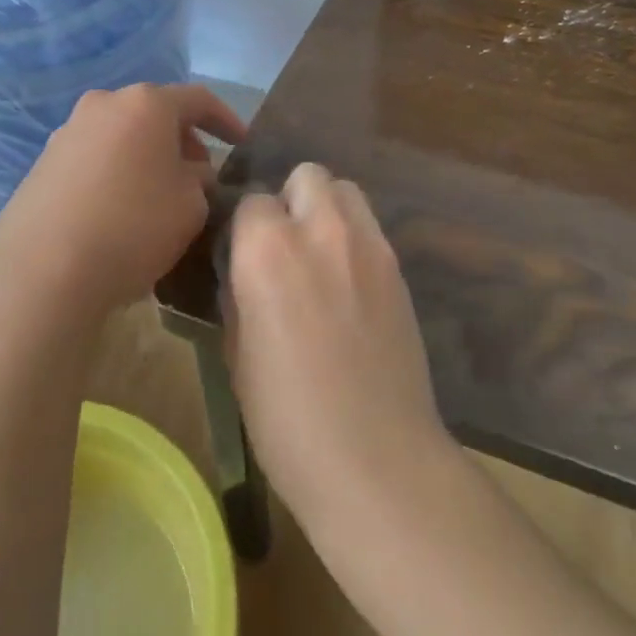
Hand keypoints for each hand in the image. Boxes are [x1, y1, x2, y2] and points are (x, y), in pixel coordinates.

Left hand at [0, 83, 246, 316]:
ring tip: (161, 194)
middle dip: (184, 141)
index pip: (199, 100)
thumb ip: (200, 180)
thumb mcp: (191, 206)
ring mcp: (67, 132)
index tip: (242, 145)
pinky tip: (122, 208)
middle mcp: (104, 104)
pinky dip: (117, 172)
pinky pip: (96, 157)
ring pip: (123, 135)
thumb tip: (191, 173)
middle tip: (200, 176)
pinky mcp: (43, 163)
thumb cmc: (133, 227)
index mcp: (146, 104)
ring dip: (148, 156)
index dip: (226, 120)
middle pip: (156, 114)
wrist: (42, 271)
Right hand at [223, 162, 453, 528]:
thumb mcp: (237, 353)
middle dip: (290, 199)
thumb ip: (239, 293)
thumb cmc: (287, 418)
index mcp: (268, 250)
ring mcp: (369, 245)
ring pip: (346, 191)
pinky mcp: (399, 267)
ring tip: (319, 257)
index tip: (244, 257)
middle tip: (284, 246)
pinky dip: (354, 238)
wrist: (376, 460)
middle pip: (307, 176)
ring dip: (327, 209)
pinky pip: (370, 228)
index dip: (245, 228)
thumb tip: (243, 270)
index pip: (251, 201)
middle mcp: (321, 230)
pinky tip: (348, 285)